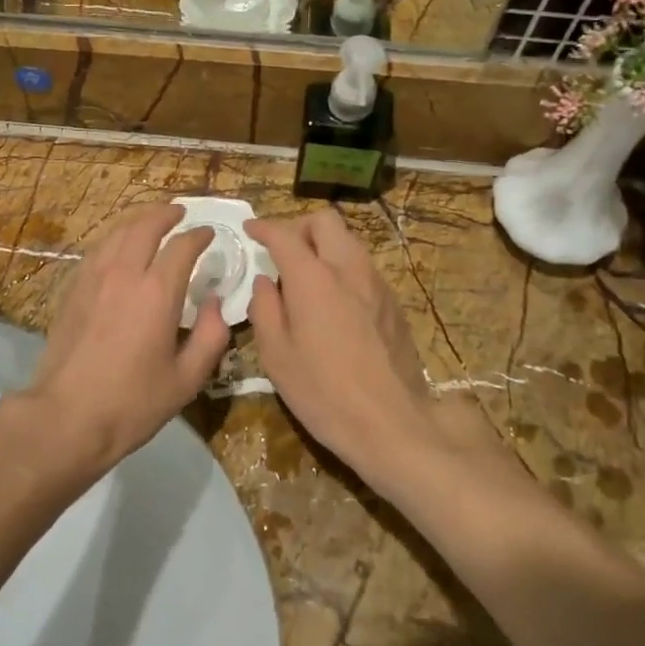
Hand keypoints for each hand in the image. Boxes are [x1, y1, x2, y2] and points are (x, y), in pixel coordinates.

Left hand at [21, 202, 230, 471]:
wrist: (66, 416)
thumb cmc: (132, 403)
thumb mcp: (186, 379)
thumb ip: (210, 337)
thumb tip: (215, 303)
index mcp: (157, 292)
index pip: (182, 246)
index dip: (199, 236)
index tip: (209, 234)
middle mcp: (125, 273)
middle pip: (146, 226)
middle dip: (166, 214)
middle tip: (180, 213)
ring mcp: (93, 278)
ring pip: (117, 232)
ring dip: (138, 220)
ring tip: (151, 221)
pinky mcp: (73, 289)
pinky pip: (97, 249)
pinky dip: (114, 238)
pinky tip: (119, 246)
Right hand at [243, 211, 449, 487]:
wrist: (393, 424)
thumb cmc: (324, 392)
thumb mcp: (276, 355)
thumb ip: (265, 308)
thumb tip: (265, 282)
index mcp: (313, 277)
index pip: (284, 234)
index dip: (263, 227)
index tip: (250, 229)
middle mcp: (348, 268)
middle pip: (325, 221)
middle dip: (299, 227)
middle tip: (282, 252)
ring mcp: (376, 283)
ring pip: (348, 241)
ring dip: (324, 247)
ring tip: (306, 279)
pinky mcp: (394, 302)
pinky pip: (363, 267)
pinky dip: (342, 269)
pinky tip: (334, 303)